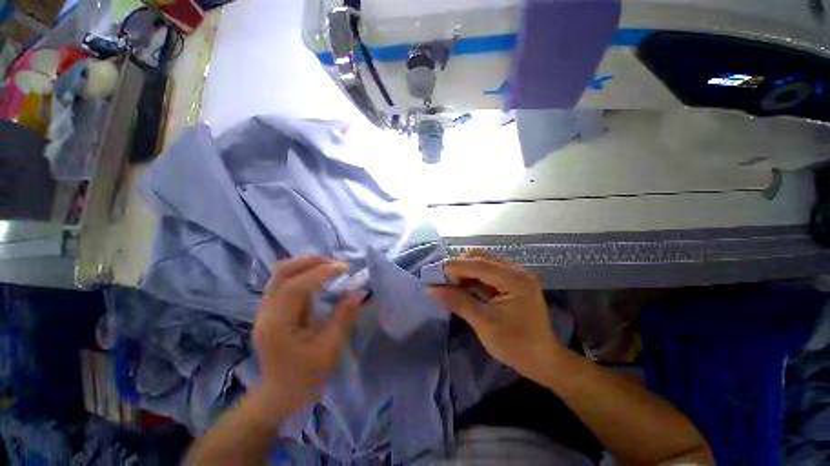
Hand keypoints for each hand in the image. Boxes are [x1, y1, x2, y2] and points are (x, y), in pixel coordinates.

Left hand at [250, 256, 362, 420]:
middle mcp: (266, 312)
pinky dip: (302, 273)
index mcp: (277, 324)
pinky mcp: (271, 310)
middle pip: (282, 273)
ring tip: (329, 266)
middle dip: (311, 262)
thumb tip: (358, 292)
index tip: (344, 268)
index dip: (321, 272)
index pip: (295, 286)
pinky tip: (318, 277)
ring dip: (306, 265)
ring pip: (281, 274)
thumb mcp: (329, 350)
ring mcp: (266, 309)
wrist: (279, 396)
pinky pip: (284, 281)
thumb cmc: (304, 378)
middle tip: (336, 263)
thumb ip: (343, 317)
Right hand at [430, 251, 562, 380]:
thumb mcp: (483, 323)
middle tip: (443, 281)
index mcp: (514, 280)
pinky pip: (487, 271)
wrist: (543, 359)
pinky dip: (473, 276)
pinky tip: (464, 287)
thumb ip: (457, 301)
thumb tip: (431, 289)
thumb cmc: (515, 345)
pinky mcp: (512, 280)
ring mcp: (516, 274)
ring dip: (465, 270)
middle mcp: (516, 270)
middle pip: (480, 258)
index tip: (433, 273)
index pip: (478, 265)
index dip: (454, 267)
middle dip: (459, 267)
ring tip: (451, 284)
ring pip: (482, 262)